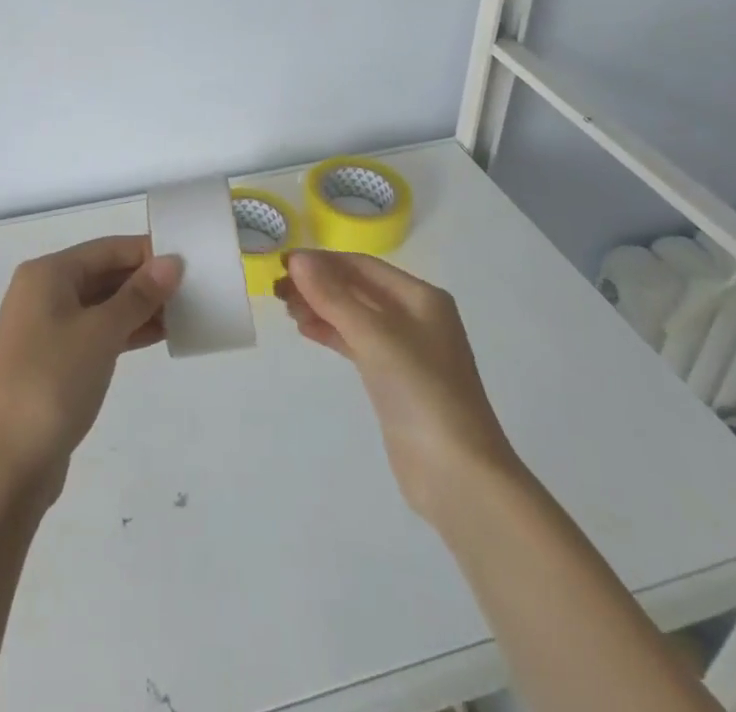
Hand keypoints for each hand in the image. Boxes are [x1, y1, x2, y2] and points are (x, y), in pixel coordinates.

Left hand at [0, 235, 182, 501]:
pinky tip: (160, 335)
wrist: (10, 462)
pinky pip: (97, 331)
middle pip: (103, 273)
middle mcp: (44, 292)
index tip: (188, 259)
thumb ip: (139, 295)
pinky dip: (126, 331)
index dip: (146, 251)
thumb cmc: (54, 381)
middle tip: (193, 287)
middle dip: (145, 280)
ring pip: (102, 304)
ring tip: (186, 311)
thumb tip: (172, 262)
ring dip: (140, 307)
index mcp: (47, 274)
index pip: (106, 249)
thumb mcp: (102, 332)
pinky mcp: (55, 359)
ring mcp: (47, 328)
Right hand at [277, 250, 517, 522]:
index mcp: (421, 297)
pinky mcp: (394, 380)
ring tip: (287, 309)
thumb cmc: (421, 391)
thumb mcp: (375, 336)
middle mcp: (415, 317)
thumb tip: (297, 259)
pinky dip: (331, 332)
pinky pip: (356, 343)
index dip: (322, 261)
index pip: (362, 265)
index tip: (282, 264)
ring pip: (355, 316)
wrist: (457, 475)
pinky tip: (306, 330)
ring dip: (321, 308)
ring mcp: (406, 351)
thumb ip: (333, 296)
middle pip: (358, 288)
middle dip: (318, 285)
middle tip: (278, 290)